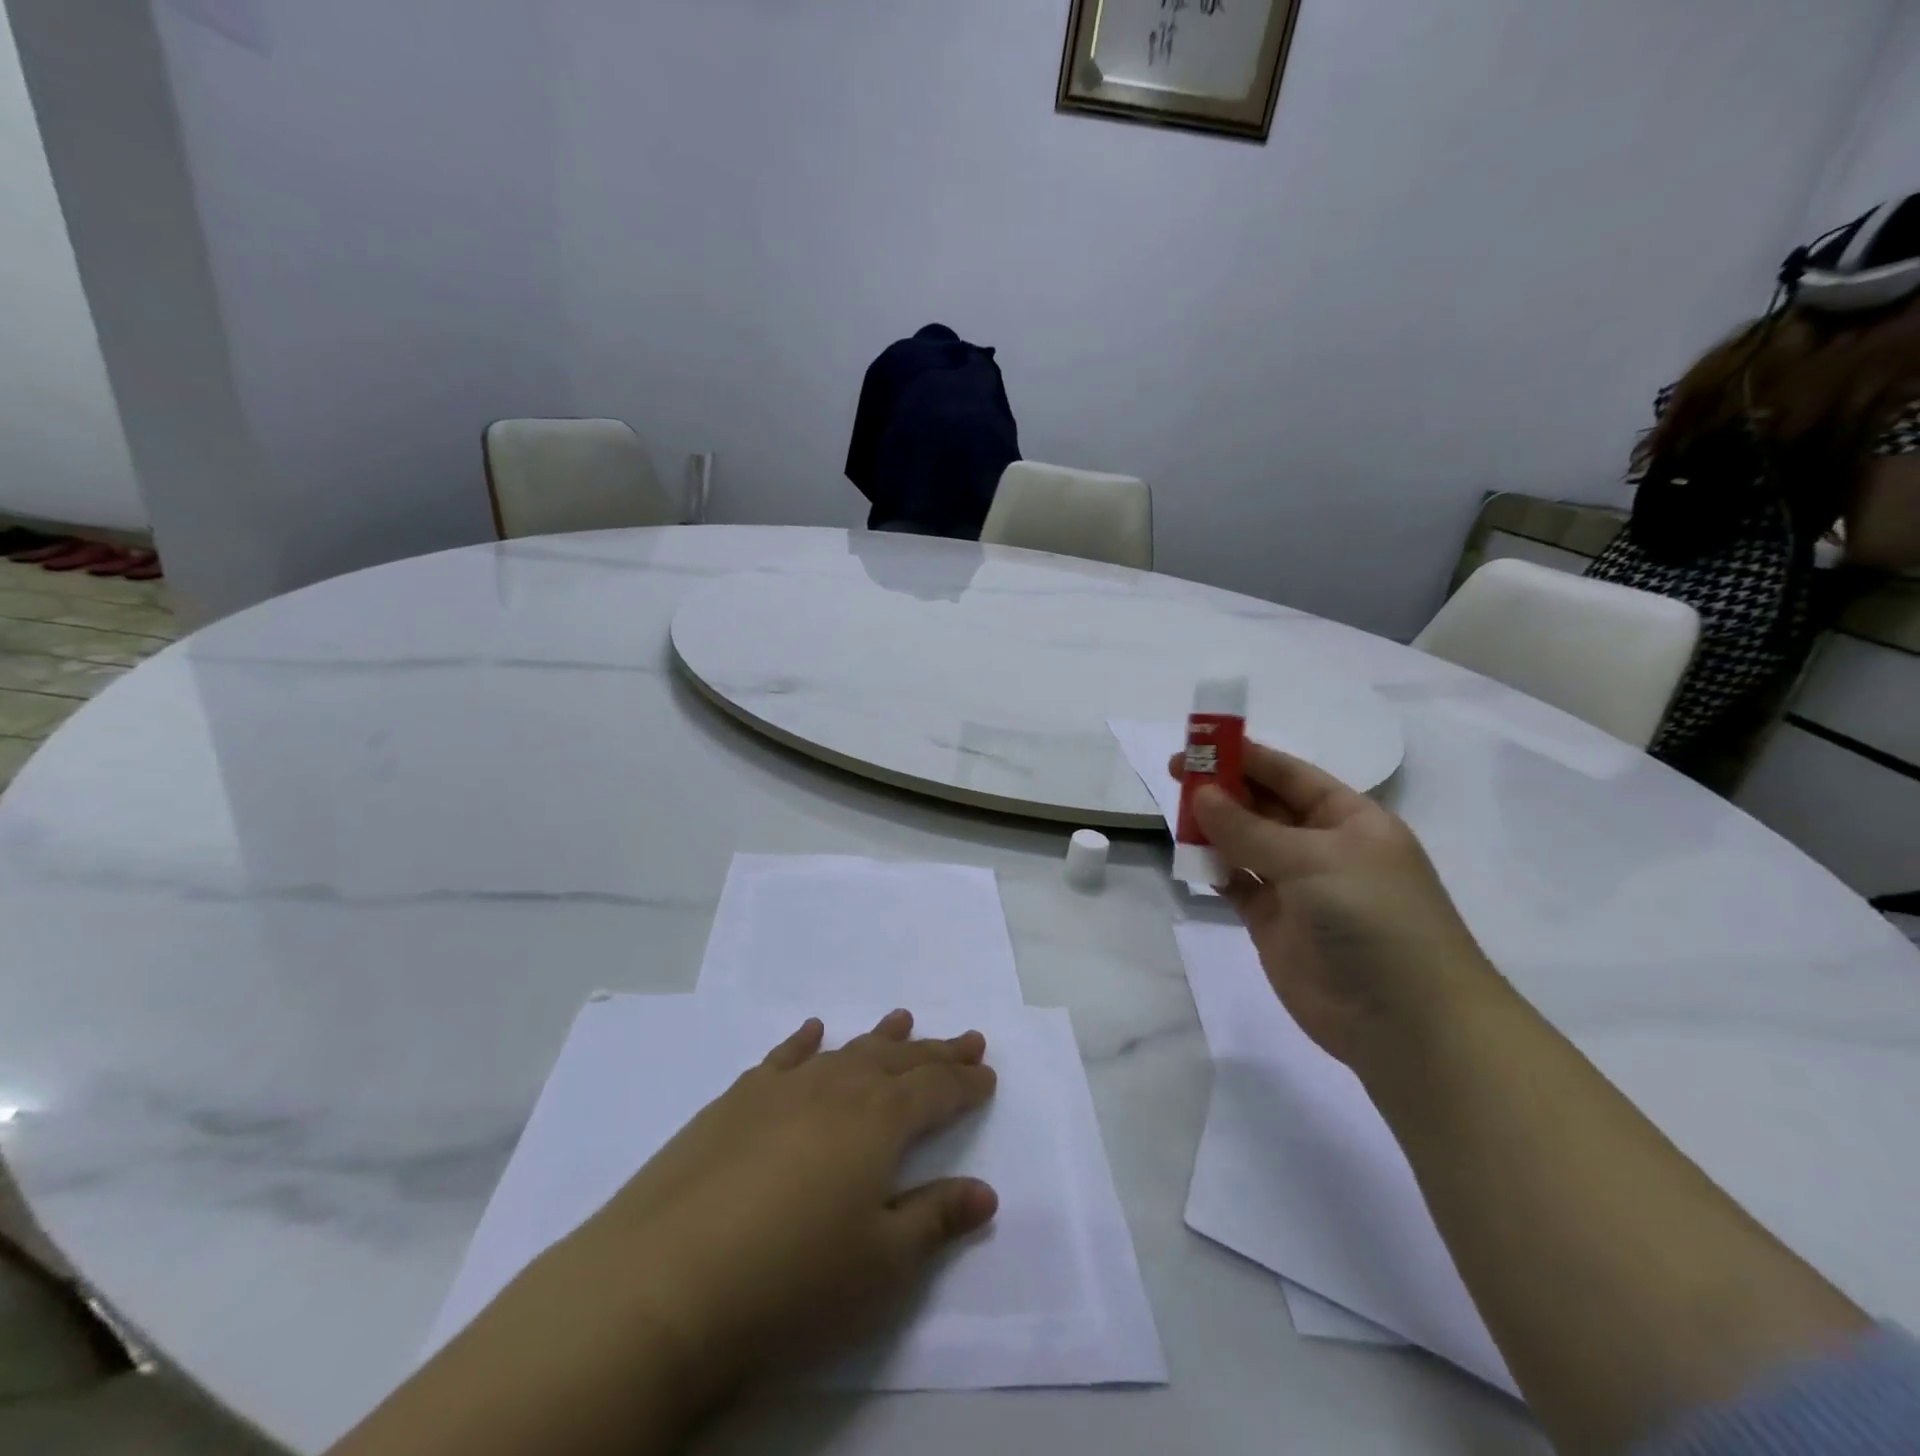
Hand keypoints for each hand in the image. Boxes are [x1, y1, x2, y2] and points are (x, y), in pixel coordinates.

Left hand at [564, 1009, 997, 1408]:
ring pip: (845, 1051)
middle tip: (966, 1038)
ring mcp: (781, 1088)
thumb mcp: (881, 1265)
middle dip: (935, 1051)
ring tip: (903, 1018)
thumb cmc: (791, 1281)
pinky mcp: (734, 1102)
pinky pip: (782, 1058)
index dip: (965, 1082)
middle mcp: (836, 1088)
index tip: (988, 1074)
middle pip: (897, 1060)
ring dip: (879, 1037)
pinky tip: (812, 1031)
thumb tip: (984, 1192)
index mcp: (879, 1120)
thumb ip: (935, 1219)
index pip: (935, 1090)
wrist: (662, 1283)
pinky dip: (804, 1041)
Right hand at [1172, 742, 1498, 1066]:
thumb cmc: (1374, 918)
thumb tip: (1201, 795)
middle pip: (1265, 807)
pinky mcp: (1275, 924)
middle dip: (1224, 789)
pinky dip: (1216, 870)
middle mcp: (1323, 848)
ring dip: (1215, 827)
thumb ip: (1251, 829)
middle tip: (1176, 773)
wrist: (1405, 1022)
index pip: (1291, 775)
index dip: (1247, 756)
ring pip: (1247, 844)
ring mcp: (1298, 888)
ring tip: (1175, 812)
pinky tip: (1190, 856)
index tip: (1200, 742)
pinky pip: (1238, 884)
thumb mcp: (1315, 860)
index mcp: (1350, 820)